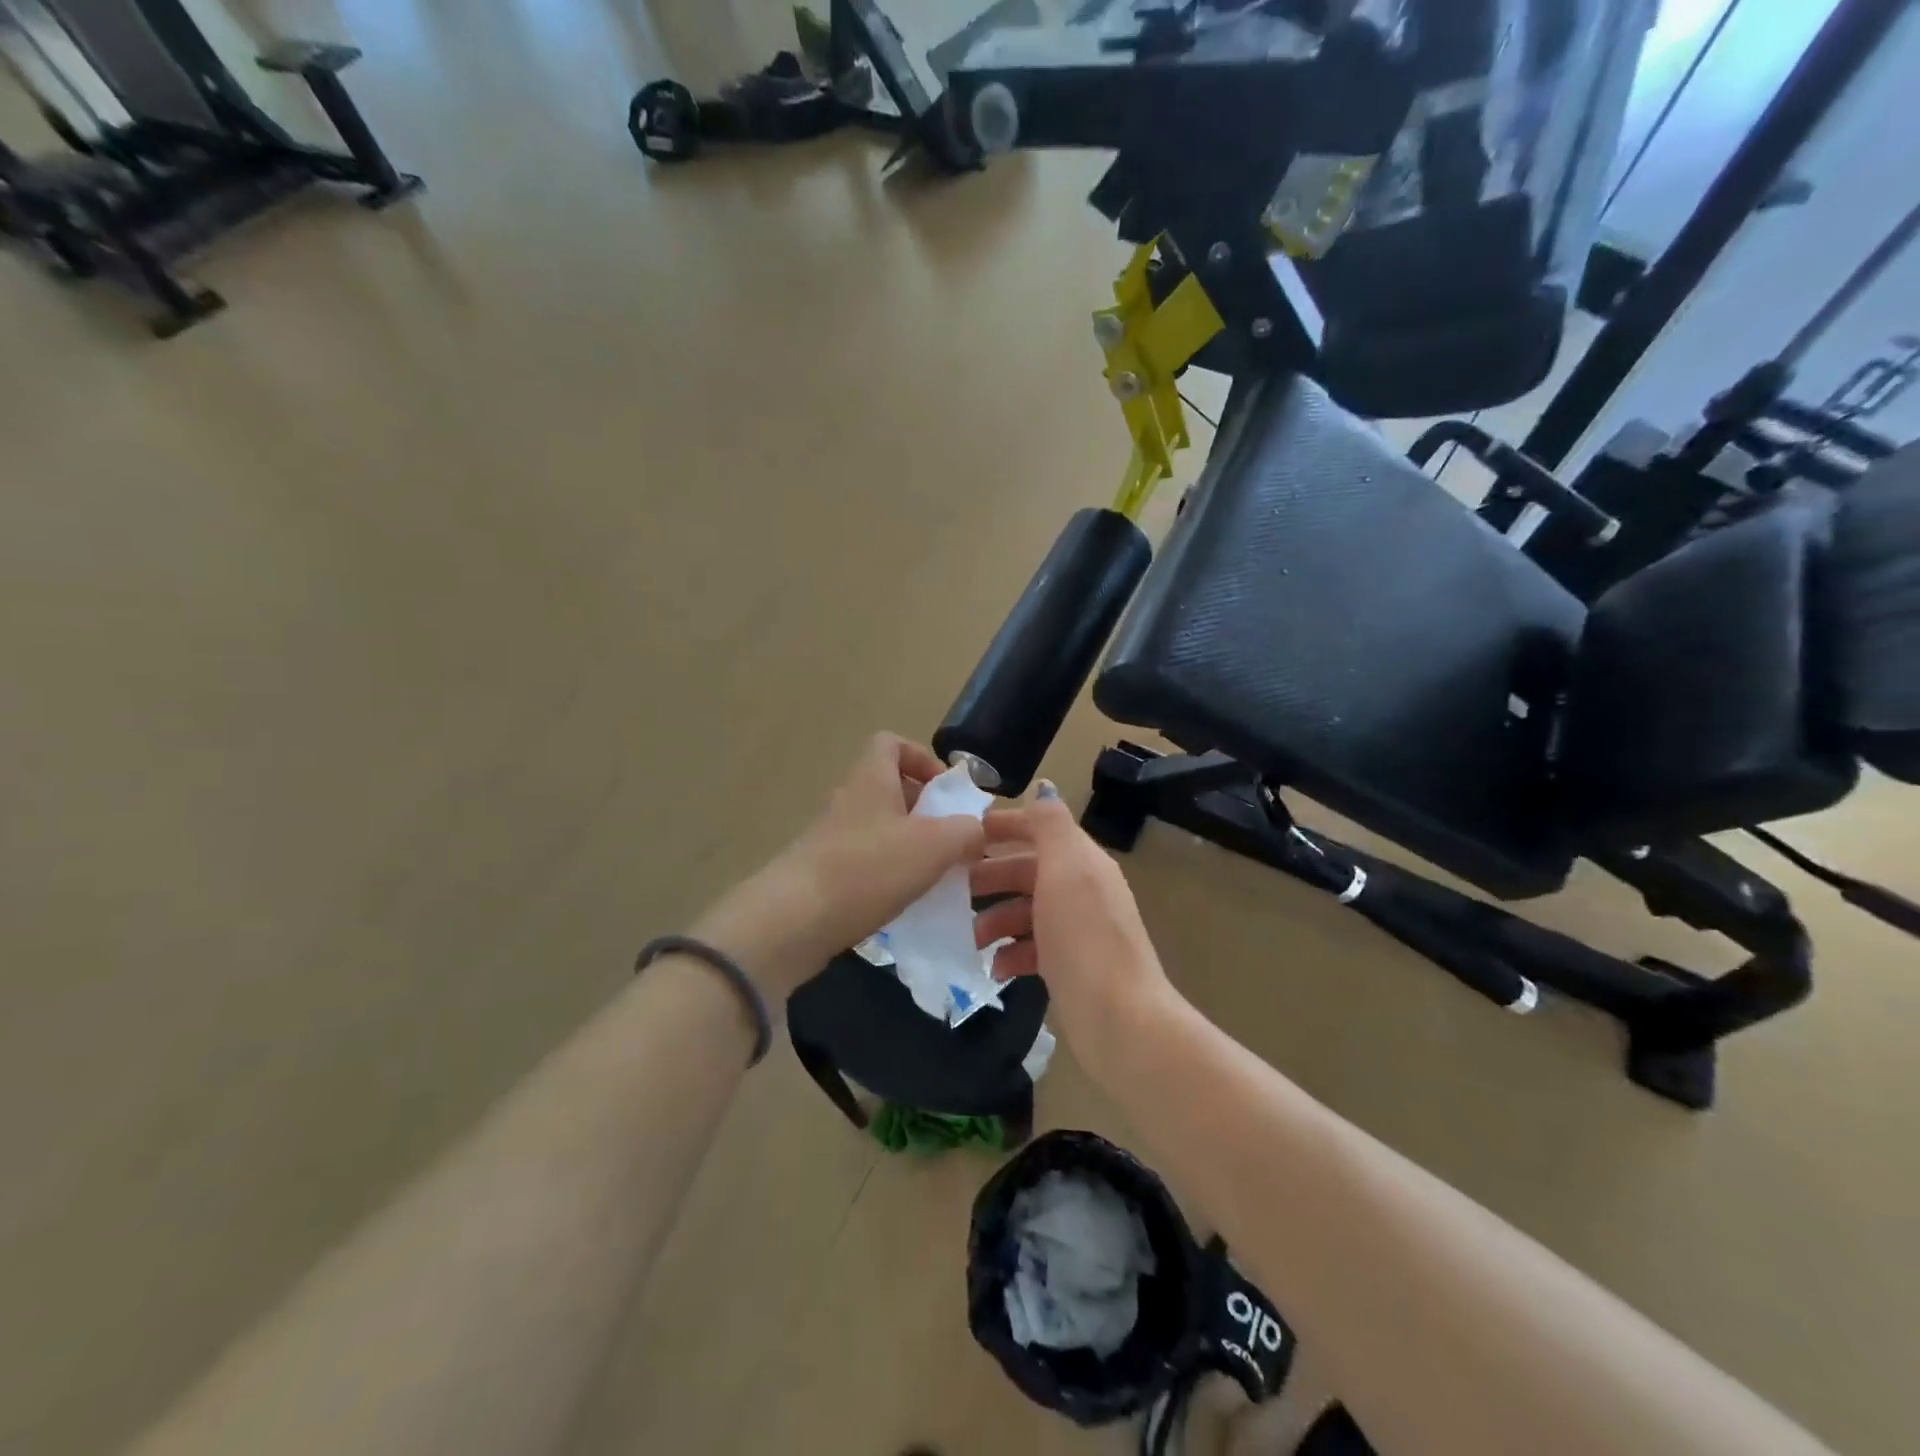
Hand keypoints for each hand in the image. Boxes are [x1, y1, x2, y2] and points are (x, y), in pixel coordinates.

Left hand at [692, 734, 986, 999]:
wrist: (793, 921)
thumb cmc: (868, 869)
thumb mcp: (934, 846)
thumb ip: (966, 832)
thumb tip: (976, 830)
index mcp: (871, 779)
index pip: (890, 743)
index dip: (921, 757)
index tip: (946, 790)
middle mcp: (848, 800)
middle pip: (889, 789)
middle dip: (924, 810)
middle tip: (951, 839)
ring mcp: (830, 838)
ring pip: (879, 829)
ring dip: (909, 846)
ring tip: (935, 875)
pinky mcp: (822, 873)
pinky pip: (865, 862)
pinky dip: (888, 875)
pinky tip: (905, 902)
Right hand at [970, 784, 1175, 1068]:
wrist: (1119, 1017)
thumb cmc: (1084, 936)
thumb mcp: (1066, 868)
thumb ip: (1050, 824)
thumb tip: (1043, 788)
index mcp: (1082, 861)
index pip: (1041, 828)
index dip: (1005, 825)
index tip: (964, 833)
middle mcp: (1082, 889)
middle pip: (1029, 870)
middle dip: (991, 876)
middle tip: (952, 889)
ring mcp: (1077, 930)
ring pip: (1027, 910)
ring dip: (996, 918)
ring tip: (971, 939)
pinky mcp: (1069, 965)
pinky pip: (1032, 947)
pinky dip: (1011, 953)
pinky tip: (996, 968)